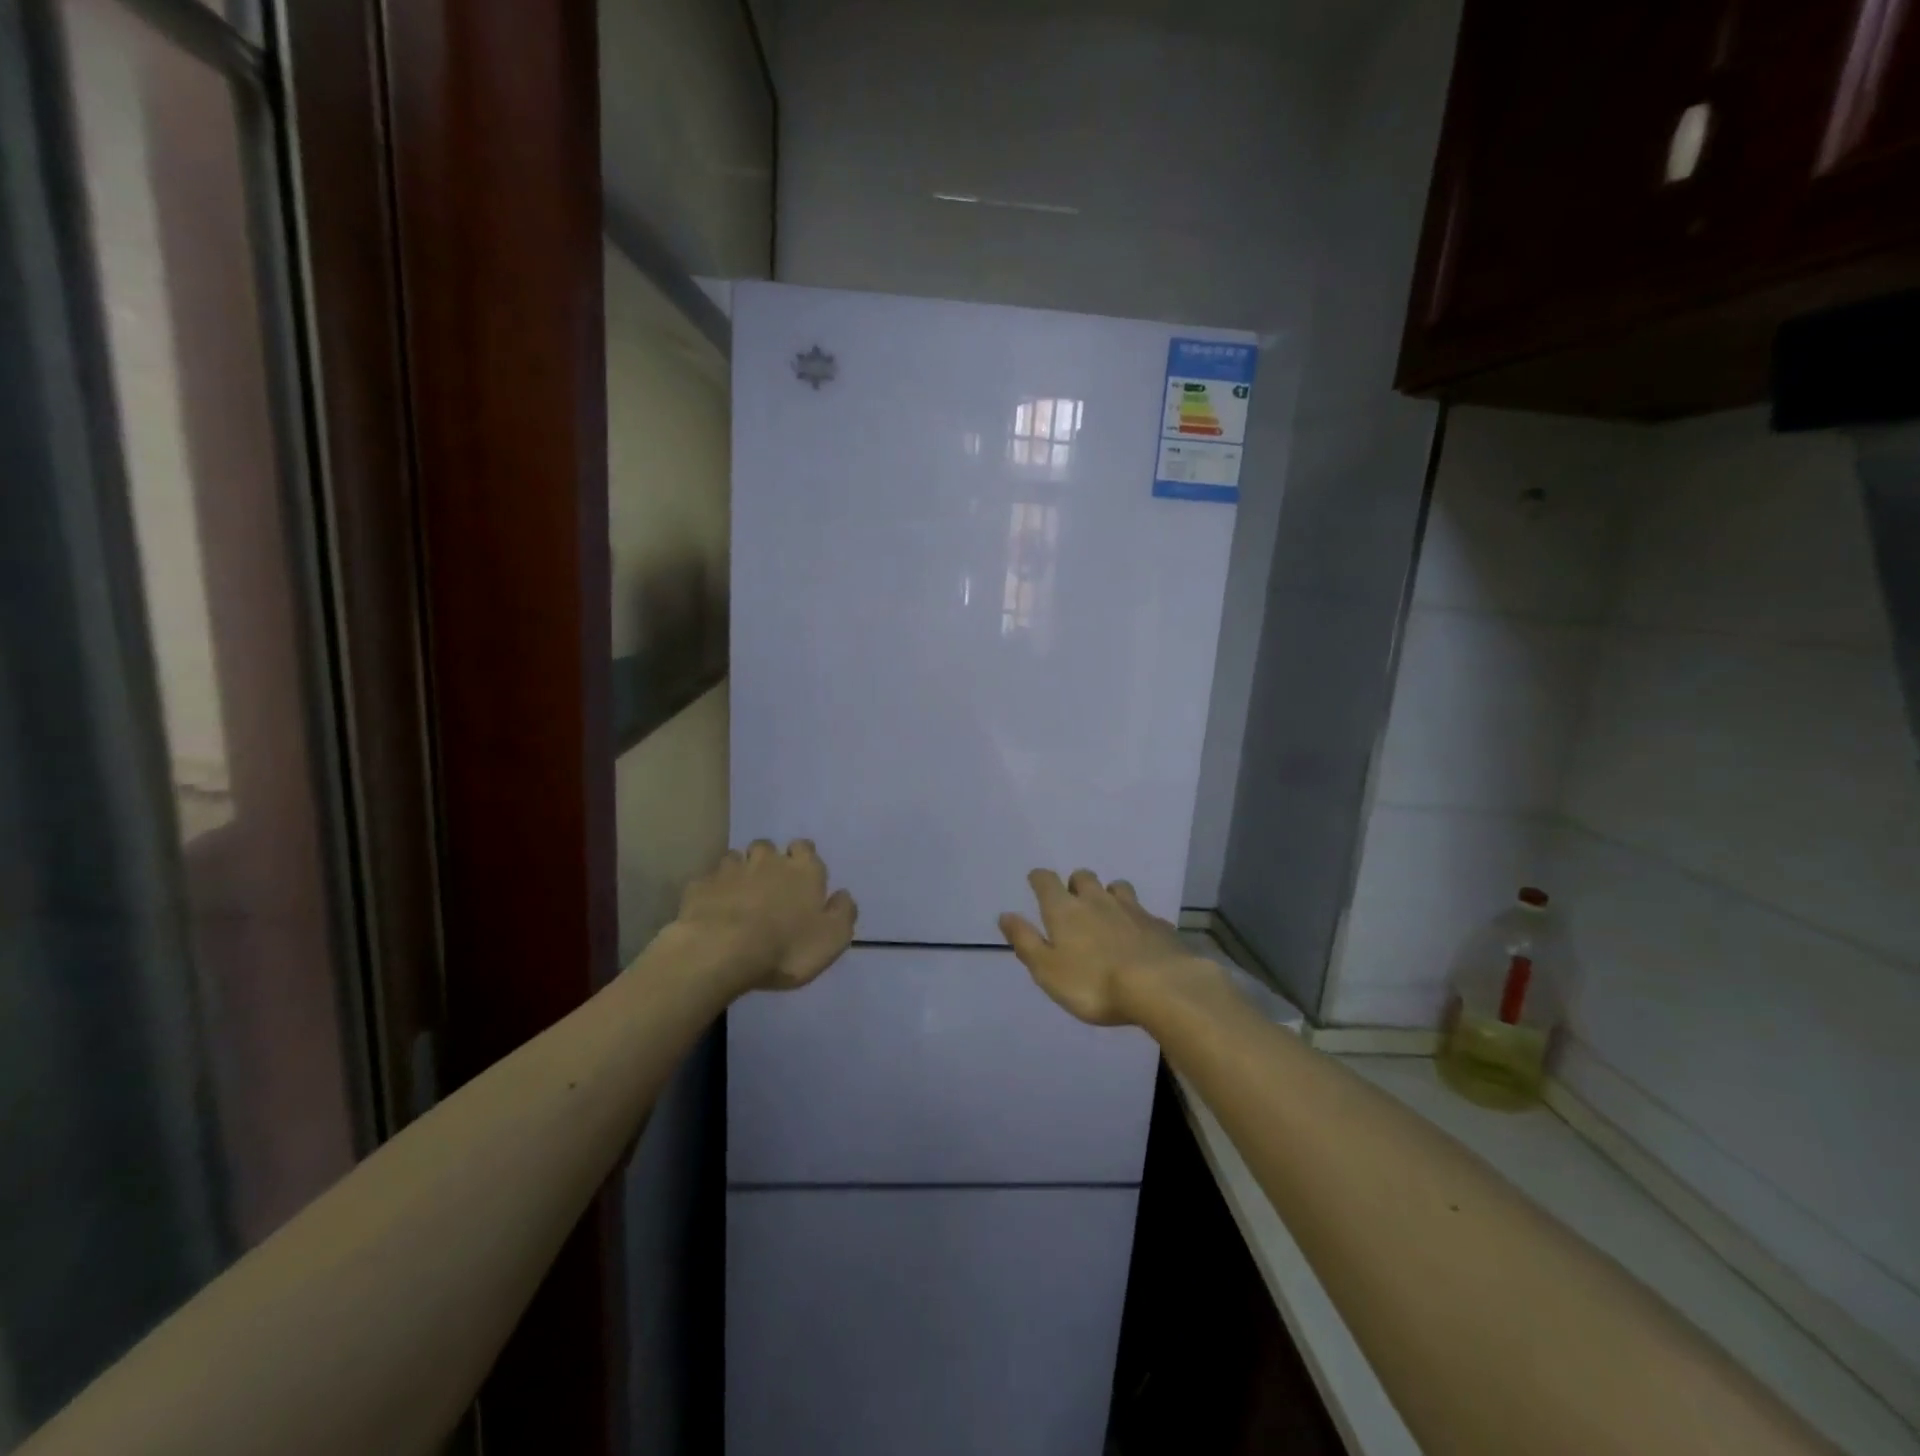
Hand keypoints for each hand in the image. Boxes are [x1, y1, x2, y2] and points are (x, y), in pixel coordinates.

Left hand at [676, 839, 856, 991]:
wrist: (722, 952)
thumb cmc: (786, 947)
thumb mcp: (832, 939)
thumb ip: (843, 913)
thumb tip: (842, 895)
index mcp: (803, 870)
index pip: (804, 848)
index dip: (802, 858)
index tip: (800, 876)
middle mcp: (767, 861)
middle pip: (767, 847)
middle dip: (767, 860)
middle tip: (767, 885)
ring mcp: (730, 870)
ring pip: (735, 858)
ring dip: (739, 871)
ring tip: (738, 895)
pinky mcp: (701, 886)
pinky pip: (708, 881)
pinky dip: (712, 891)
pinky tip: (712, 908)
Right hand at [997, 869, 1218, 1026]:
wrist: (1159, 986)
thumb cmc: (1093, 983)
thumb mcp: (1047, 970)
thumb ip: (1025, 941)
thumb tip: (1005, 915)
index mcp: (1064, 909)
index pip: (1046, 880)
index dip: (1039, 879)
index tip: (1036, 882)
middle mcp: (1096, 900)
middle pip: (1083, 877)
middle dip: (1075, 883)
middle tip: (1073, 901)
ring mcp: (1131, 909)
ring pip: (1116, 887)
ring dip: (1108, 894)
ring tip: (1107, 911)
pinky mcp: (1158, 924)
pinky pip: (1143, 912)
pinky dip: (1136, 918)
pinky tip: (1138, 935)